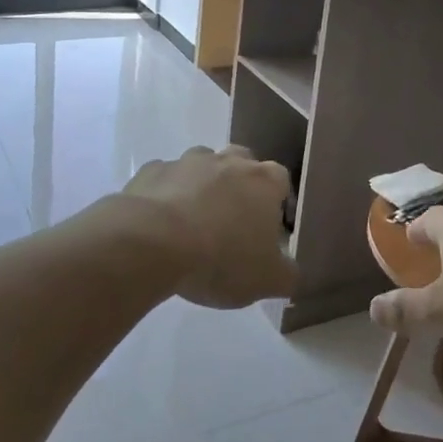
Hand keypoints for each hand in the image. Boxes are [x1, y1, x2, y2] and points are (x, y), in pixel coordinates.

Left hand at [120, 145, 296, 308]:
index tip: (269, 229)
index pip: (281, 181)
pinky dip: (166, 194)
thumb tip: (290, 272)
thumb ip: (287, 274)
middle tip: (232, 221)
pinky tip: (160, 223)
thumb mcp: (267, 281)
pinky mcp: (152, 171)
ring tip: (194, 222)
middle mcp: (228, 161)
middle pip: (242, 163)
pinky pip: (165, 180)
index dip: (277, 203)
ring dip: (202, 186)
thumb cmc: (221, 258)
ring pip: (202, 166)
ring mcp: (187, 161)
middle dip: (240, 185)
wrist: (152, 243)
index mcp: (264, 181)